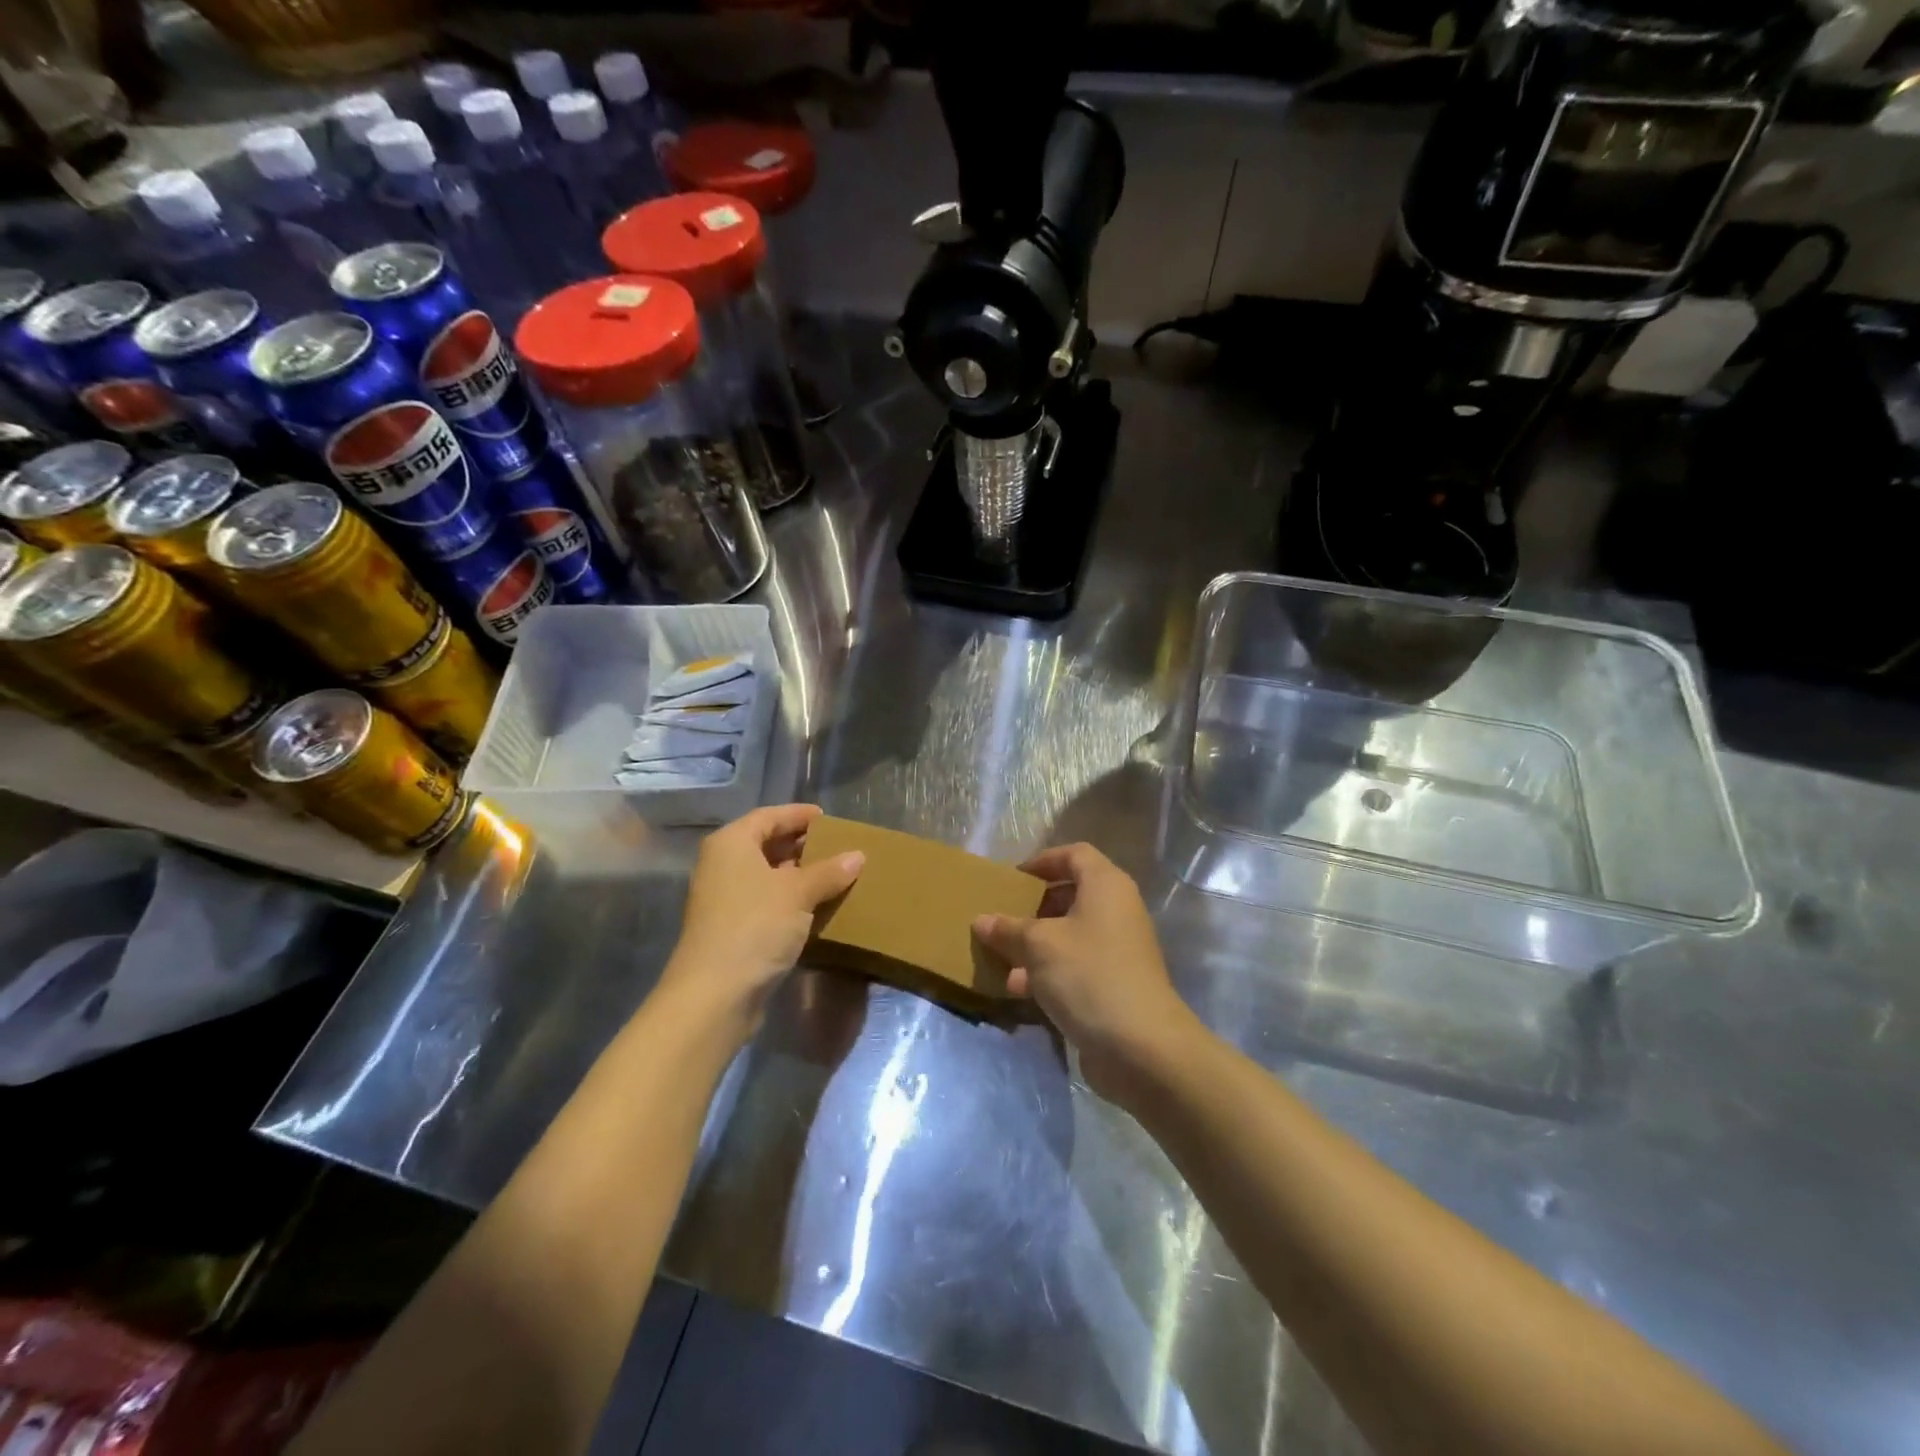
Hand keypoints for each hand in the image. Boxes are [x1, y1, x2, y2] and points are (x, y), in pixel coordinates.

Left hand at [662, 805, 863, 1040]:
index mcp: (731, 844)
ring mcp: (725, 899)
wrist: (715, 994)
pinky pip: (766, 901)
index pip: (768, 816)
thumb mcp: (798, 893)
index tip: (828, 818)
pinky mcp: (732, 929)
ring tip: (835, 875)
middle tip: (837, 846)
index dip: (798, 815)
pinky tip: (817, 907)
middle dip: (801, 845)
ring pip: (767, 875)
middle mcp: (722, 865)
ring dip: (798, 875)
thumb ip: (829, 871)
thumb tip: (858, 856)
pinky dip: (790, 900)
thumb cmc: (755, 926)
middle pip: (766, 844)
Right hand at [972, 843, 1203, 1104]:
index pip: (1075, 854)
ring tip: (1000, 957)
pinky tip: (1017, 990)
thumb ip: (1009, 929)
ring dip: (1034, 945)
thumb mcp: (1039, 945)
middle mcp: (1116, 911)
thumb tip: (982, 920)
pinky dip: (1047, 973)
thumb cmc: (1089, 975)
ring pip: (1069, 935)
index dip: (1043, 861)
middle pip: (1070, 896)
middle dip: (1033, 907)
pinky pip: (1075, 967)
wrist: (1142, 1047)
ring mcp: (1118, 950)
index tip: (1012, 878)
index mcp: (1106, 886)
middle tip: (1002, 917)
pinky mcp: (1114, 985)